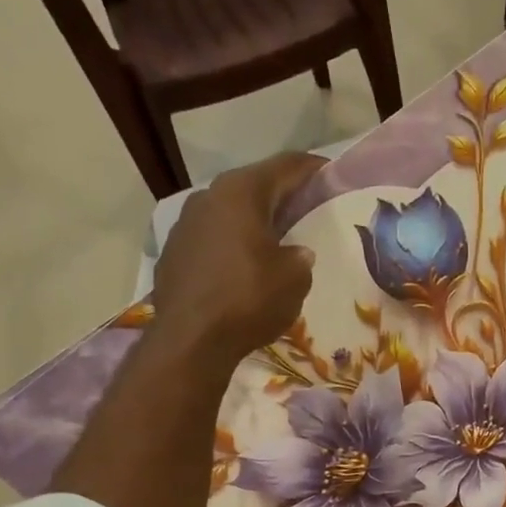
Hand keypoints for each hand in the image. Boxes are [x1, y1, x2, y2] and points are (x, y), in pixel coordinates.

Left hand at [152, 151, 323, 362]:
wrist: (190, 339)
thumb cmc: (249, 299)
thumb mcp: (294, 278)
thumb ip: (299, 257)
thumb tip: (295, 252)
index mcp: (241, 193)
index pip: (285, 166)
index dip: (311, 168)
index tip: (331, 173)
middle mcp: (208, 197)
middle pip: (254, 186)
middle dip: (282, 195)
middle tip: (308, 207)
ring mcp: (185, 224)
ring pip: (230, 212)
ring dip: (254, 221)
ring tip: (278, 238)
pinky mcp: (174, 252)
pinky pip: (213, 237)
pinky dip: (233, 243)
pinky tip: (245, 265)